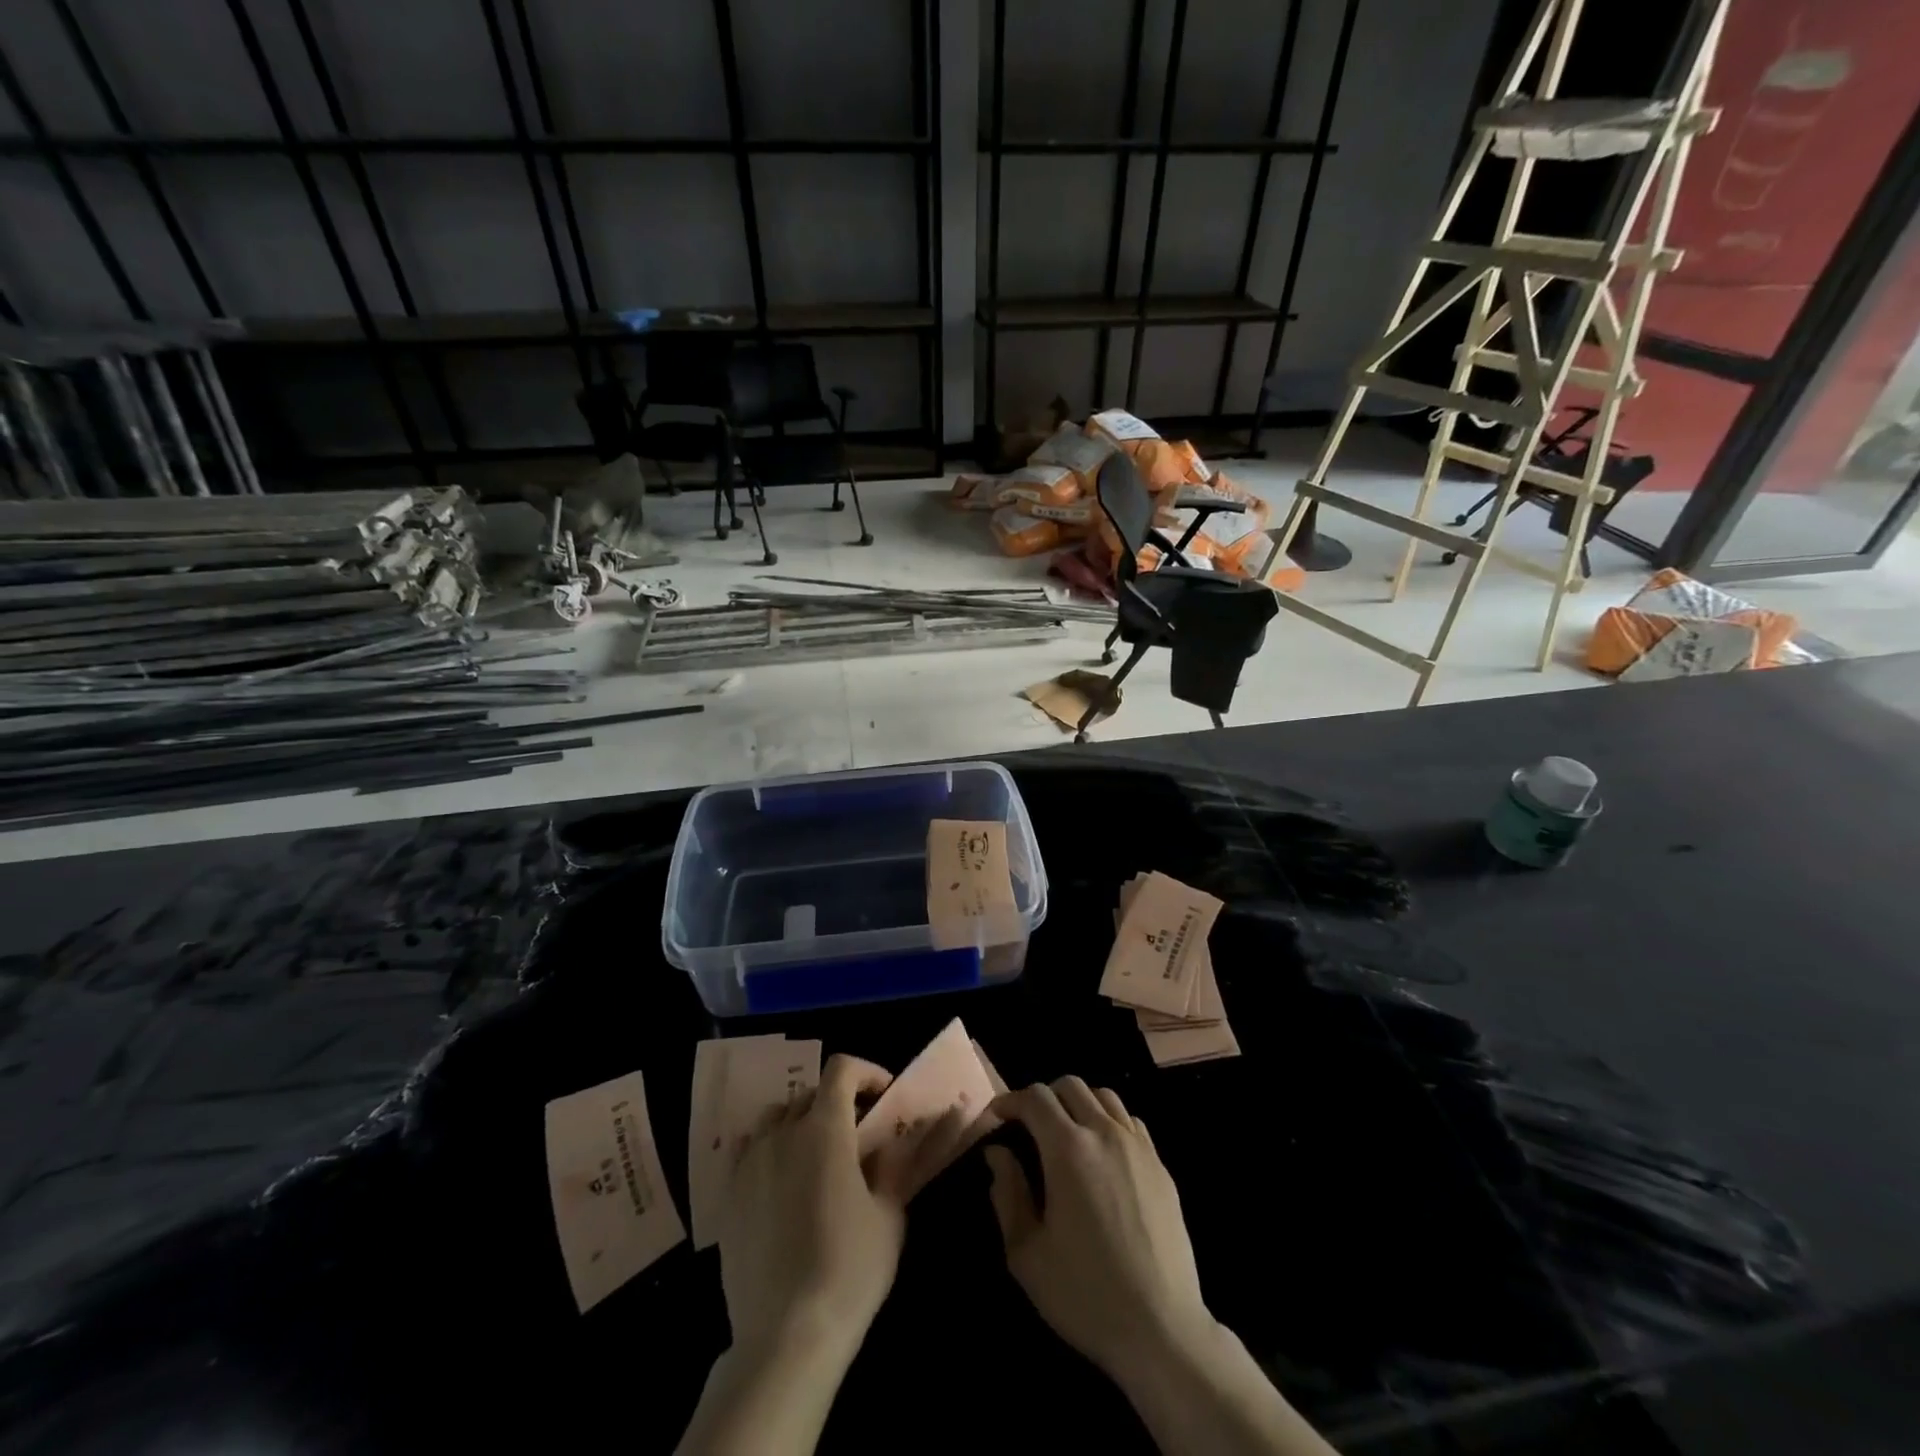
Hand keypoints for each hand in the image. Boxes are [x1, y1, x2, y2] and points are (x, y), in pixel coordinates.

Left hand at [718, 1054, 905, 1360]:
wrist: (785, 1335)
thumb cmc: (849, 1270)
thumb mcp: (889, 1215)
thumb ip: (894, 1164)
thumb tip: (899, 1137)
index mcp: (825, 1129)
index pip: (841, 1070)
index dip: (866, 1072)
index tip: (884, 1095)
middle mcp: (783, 1133)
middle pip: (810, 1093)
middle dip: (838, 1102)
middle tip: (858, 1134)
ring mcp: (750, 1162)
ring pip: (777, 1118)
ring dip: (801, 1122)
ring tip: (818, 1156)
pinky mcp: (728, 1194)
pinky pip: (750, 1149)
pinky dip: (771, 1149)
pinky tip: (783, 1181)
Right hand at [983, 1077, 1213, 1380]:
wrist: (1161, 1329)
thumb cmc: (1085, 1294)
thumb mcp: (1027, 1254)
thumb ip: (1007, 1194)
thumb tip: (998, 1154)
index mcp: (1068, 1149)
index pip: (1035, 1098)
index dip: (1010, 1100)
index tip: (997, 1118)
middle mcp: (1105, 1133)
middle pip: (1070, 1086)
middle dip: (1043, 1097)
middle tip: (1028, 1126)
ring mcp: (1138, 1146)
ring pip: (1103, 1096)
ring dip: (1078, 1103)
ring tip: (1065, 1132)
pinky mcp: (1160, 1165)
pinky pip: (1130, 1121)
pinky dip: (1109, 1121)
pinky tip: (1102, 1152)